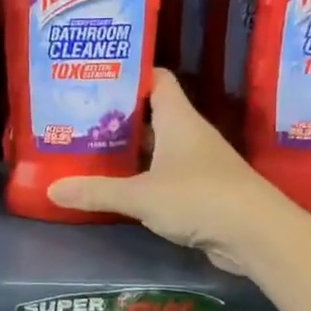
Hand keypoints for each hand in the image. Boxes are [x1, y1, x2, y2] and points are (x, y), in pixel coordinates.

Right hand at [48, 69, 294, 274]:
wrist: (258, 235)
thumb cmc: (199, 197)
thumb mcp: (140, 195)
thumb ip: (96, 191)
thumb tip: (51, 190)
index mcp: (178, 120)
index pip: (156, 80)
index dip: (129, 75)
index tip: (96, 78)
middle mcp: (189, 135)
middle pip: (151, 114)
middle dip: (118, 116)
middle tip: (79, 117)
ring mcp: (197, 163)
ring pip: (157, 146)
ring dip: (129, 149)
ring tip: (89, 148)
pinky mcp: (201, 191)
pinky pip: (164, 174)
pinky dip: (142, 176)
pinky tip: (117, 185)